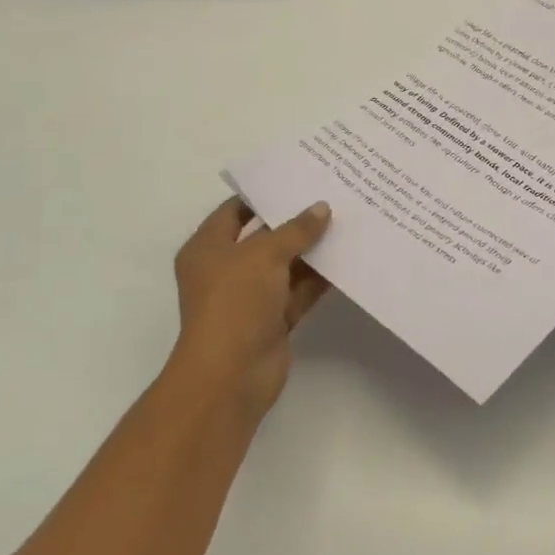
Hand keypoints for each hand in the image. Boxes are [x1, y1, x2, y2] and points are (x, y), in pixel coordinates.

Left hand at [169, 197, 331, 417]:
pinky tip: (347, 259)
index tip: (296, 178)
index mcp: (207, 248)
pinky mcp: (273, 319)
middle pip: (264, 237)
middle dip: (295, 221)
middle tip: (330, 196)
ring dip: (312, 250)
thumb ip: (296, 230)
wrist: (231, 376)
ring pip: (286, 265)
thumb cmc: (234, 303)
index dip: (262, 195)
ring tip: (347, 222)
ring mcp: (251, 297)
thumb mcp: (264, 255)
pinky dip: (319, 278)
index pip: (234, 211)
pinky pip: (299, 291)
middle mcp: (227, 270)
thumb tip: (322, 208)